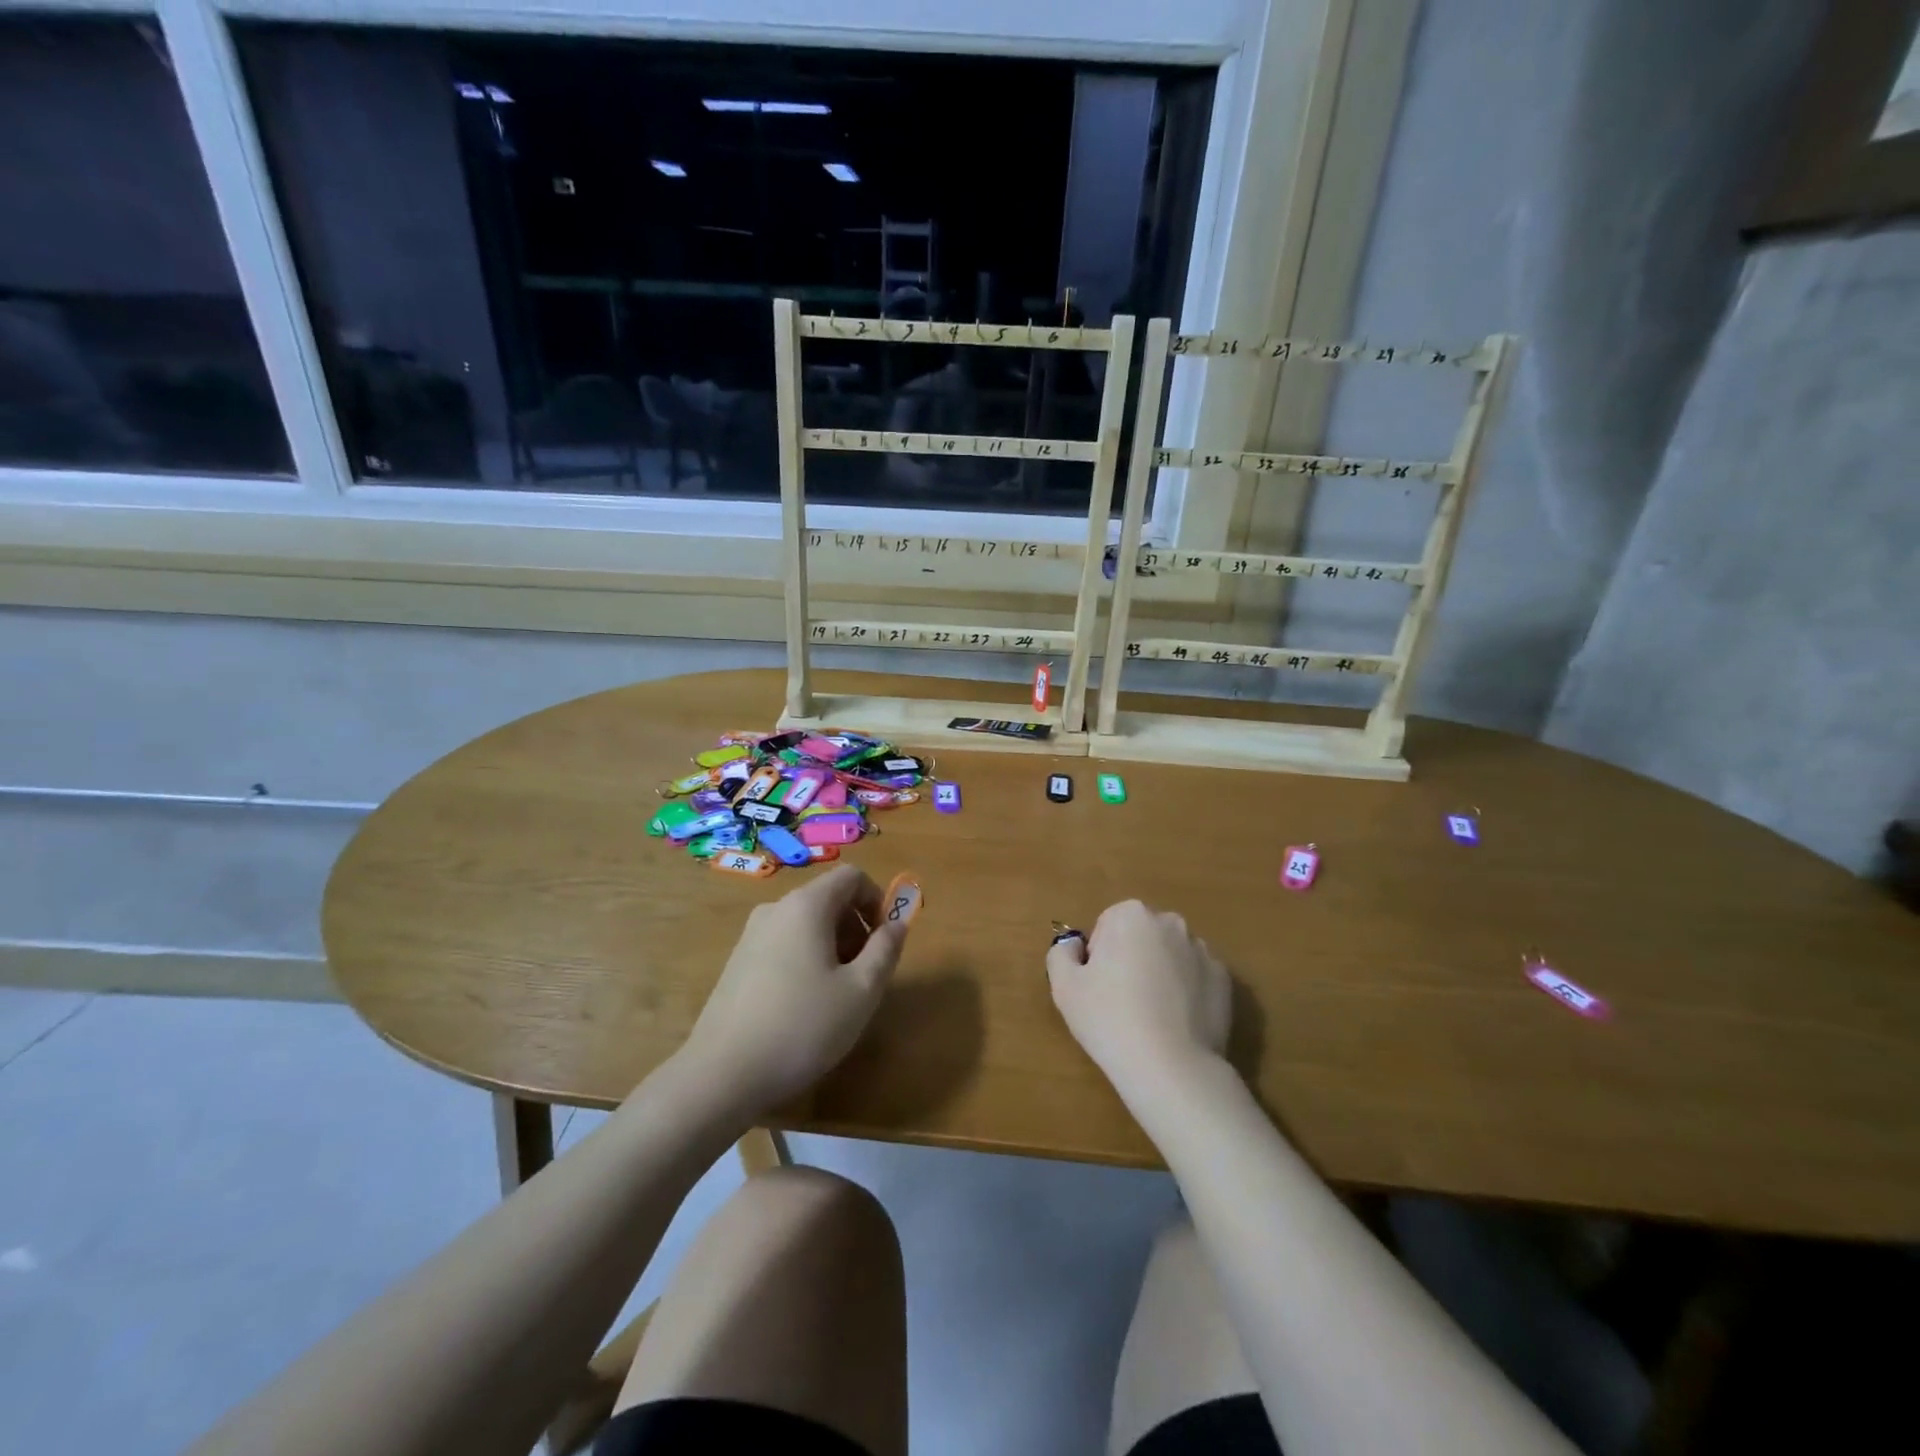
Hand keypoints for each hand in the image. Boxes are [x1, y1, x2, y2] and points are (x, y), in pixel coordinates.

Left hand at [677, 865, 906, 1116]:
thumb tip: (897, 924)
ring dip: (832, 946)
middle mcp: (775, 909)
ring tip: (837, 994)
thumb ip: (886, 950)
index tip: (885, 942)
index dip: (877, 901)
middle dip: (856, 927)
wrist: (721, 1075)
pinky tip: (804, 1006)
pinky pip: (784, 943)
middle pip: (828, 898)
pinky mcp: (737, 962)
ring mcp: (751, 935)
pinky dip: (805, 959)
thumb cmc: (802, 1026)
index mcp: (806, 905)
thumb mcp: (861, 991)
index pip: (852, 876)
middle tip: (865, 974)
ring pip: (805, 923)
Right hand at [1047, 901, 1230, 1098]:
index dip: (1099, 957)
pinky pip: (1195, 979)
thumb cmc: (1110, 1019)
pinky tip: (1175, 1023)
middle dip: (1131, 959)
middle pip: (1141, 936)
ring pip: (1170, 956)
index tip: (1099, 987)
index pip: (1107, 926)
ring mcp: (1203, 951)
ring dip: (1160, 974)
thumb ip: (1061, 953)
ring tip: (1151, 1016)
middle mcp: (1171, 923)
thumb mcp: (1064, 986)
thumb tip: (1075, 947)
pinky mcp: (1225, 981)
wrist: (1172, 1068)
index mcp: (1131, 915)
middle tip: (1121, 1002)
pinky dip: (1185, 992)